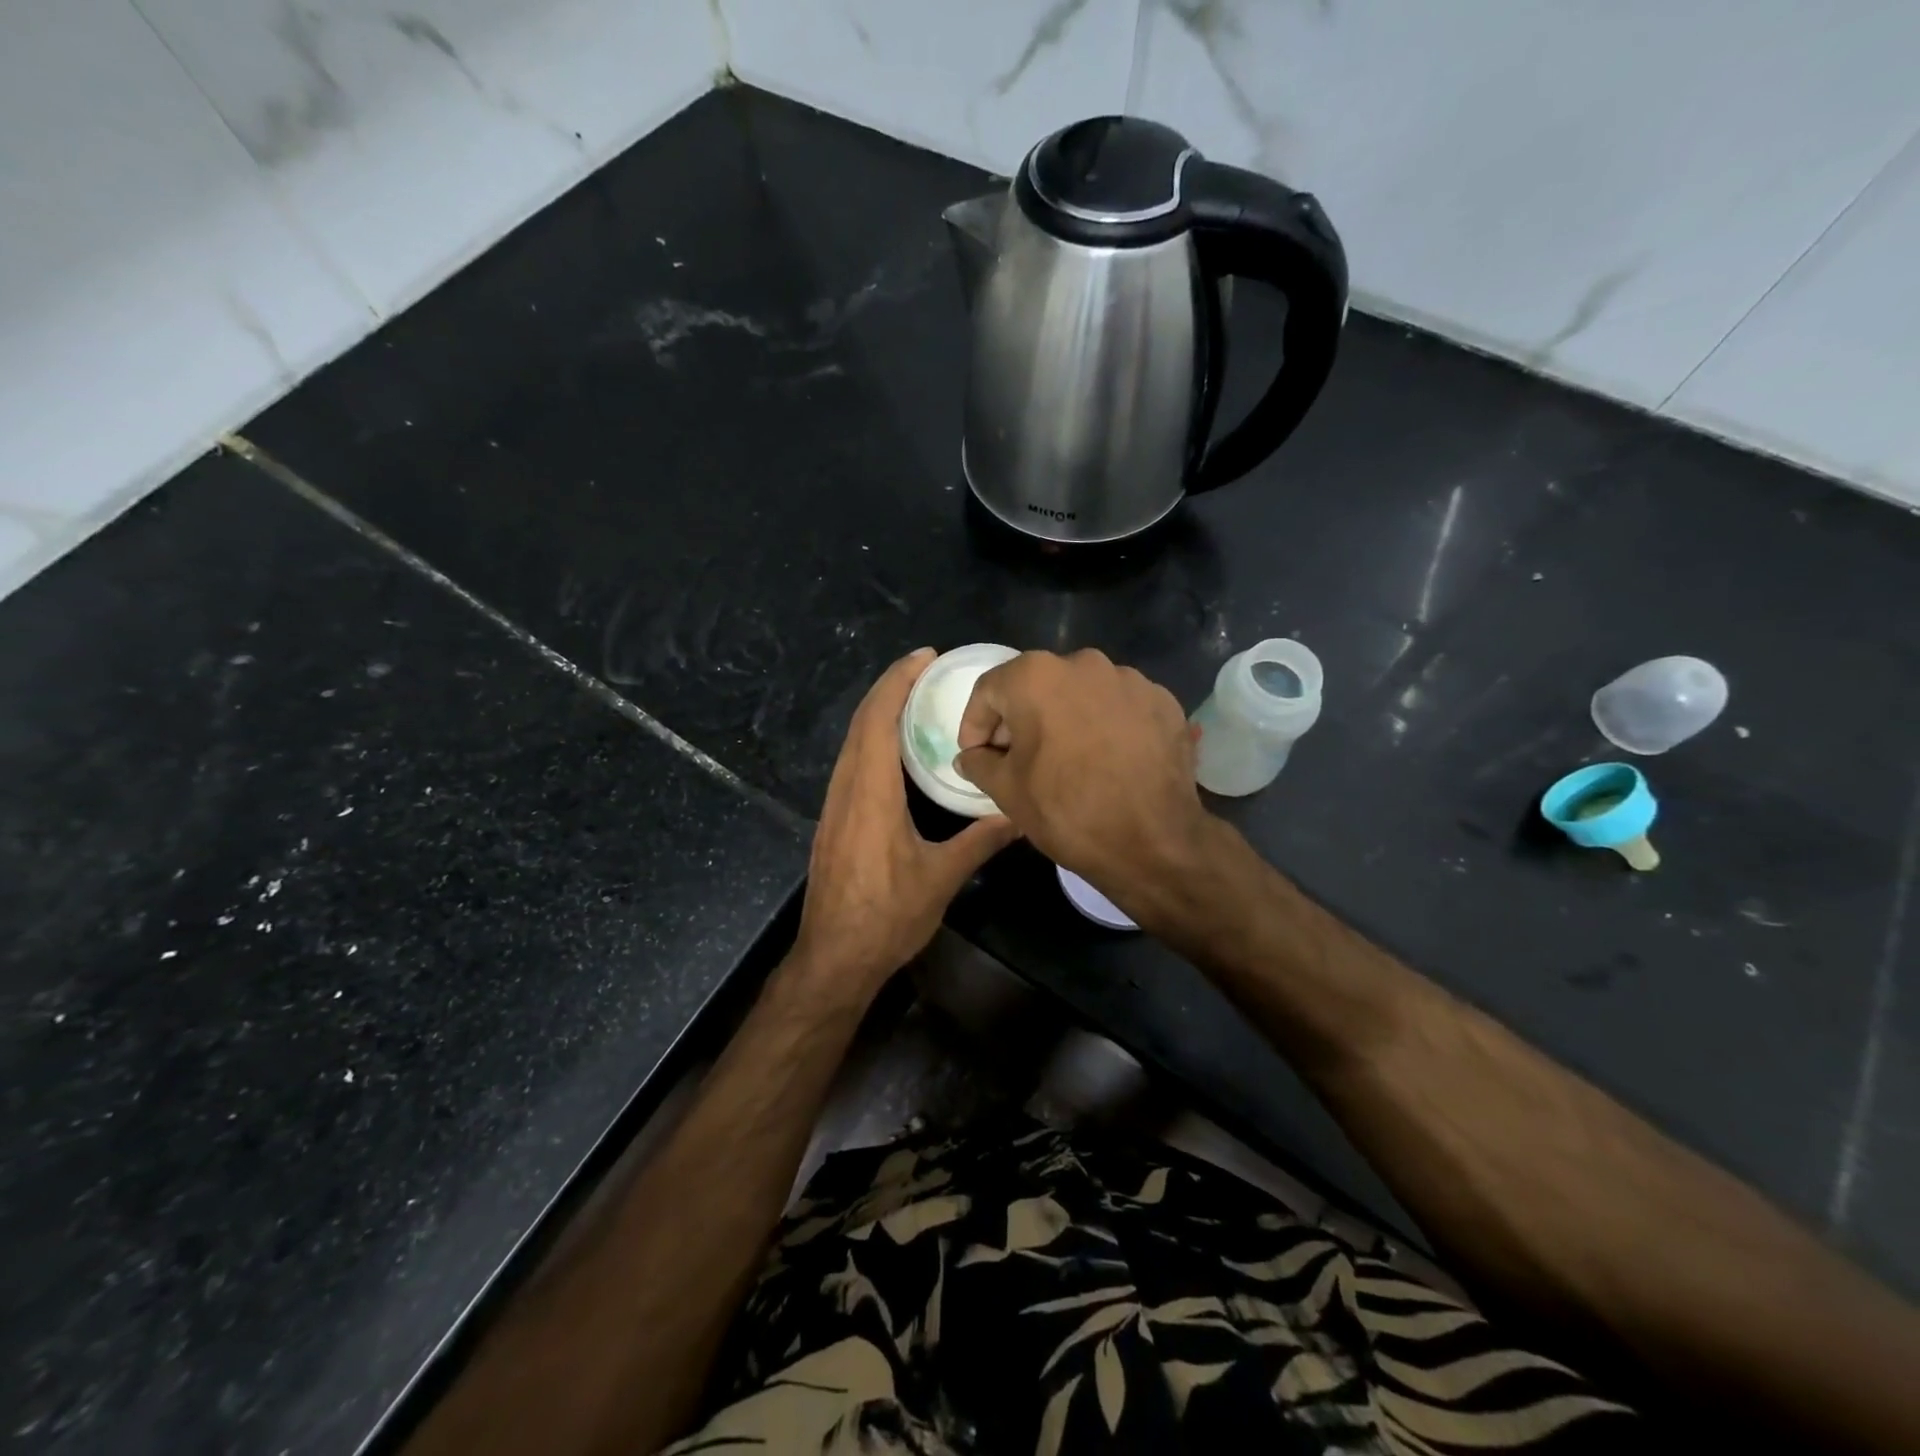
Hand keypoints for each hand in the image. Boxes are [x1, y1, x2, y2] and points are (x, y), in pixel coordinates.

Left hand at [792, 649, 1018, 994]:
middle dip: (890, 687)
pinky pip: (850, 763)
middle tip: (926, 669)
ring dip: (878, 712)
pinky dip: (871, 739)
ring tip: (914, 699)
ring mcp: (834, 805)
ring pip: (851, 742)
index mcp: (870, 792)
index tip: (924, 657)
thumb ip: (980, 840)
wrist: (833, 957)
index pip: (878, 720)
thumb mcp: (941, 877)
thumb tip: (1019, 814)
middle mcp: (846, 789)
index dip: (898, 682)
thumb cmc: (886, 916)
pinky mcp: (833, 821)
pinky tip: (894, 749)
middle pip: (861, 722)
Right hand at [954, 649, 1212, 915]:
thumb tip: (969, 756)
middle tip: (1017, 758)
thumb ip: (979, 763)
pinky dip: (1106, 725)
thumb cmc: (1067, 810)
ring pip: (1081, 693)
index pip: (989, 690)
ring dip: (1065, 719)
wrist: (1154, 841)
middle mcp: (1084, 663)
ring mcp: (1130, 679)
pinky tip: (1106, 760)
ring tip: (1067, 759)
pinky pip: (1119, 706)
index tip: (978, 754)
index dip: (976, 724)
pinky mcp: (1163, 701)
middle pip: (1037, 686)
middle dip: (1021, 719)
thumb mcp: (1006, 790)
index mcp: (1037, 676)